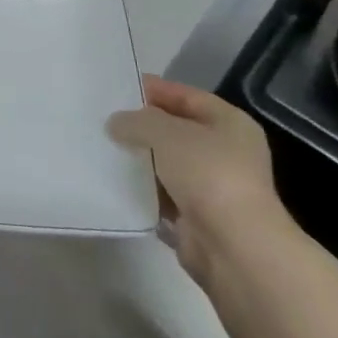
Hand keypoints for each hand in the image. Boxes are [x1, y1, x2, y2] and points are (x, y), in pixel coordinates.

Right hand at [108, 76, 292, 285]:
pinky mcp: (198, 220)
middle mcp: (227, 153)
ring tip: (103, 148)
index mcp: (230, 123)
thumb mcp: (165, 132)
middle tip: (106, 119)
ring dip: (141, 160)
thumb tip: (117, 124)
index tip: (119, 89)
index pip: (187, 96)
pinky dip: (143, 191)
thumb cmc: (207, 174)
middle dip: (143, 127)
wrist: (234, 249)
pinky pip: (164, 196)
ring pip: (168, 165)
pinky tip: (115, 182)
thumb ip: (136, 121)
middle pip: (177, 131)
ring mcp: (214, 189)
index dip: (155, 90)